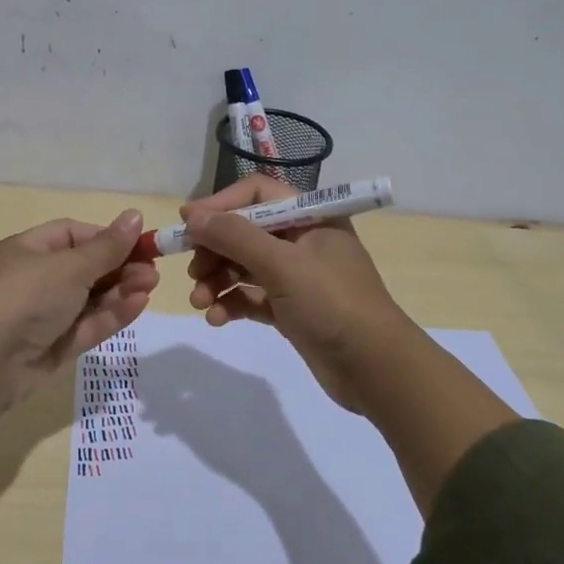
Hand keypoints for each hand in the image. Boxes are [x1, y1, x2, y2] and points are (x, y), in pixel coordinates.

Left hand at [0, 210, 158, 402]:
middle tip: (153, 270)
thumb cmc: (25, 297)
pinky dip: (111, 314)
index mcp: (28, 250)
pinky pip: (87, 325)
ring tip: (152, 285)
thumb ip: (107, 247)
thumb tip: (135, 215)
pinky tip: (139, 303)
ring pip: (89, 299)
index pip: (72, 235)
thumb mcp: (69, 266)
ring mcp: (44, 315)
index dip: (106, 238)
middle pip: (85, 268)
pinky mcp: (53, 346)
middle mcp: (35, 280)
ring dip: (121, 290)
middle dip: (120, 267)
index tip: (138, 243)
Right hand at [183, 177, 411, 411]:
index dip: (220, 204)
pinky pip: (251, 297)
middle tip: (191, 271)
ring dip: (217, 280)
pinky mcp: (290, 309)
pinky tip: (216, 318)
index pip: (257, 194)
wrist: (375, 369)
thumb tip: (192, 216)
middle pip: (244, 231)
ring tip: (199, 301)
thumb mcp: (282, 264)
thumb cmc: (332, 303)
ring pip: (244, 266)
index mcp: (310, 216)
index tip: (187, 223)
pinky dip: (231, 303)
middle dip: (214, 250)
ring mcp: (297, 276)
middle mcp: (302, 240)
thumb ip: (235, 236)